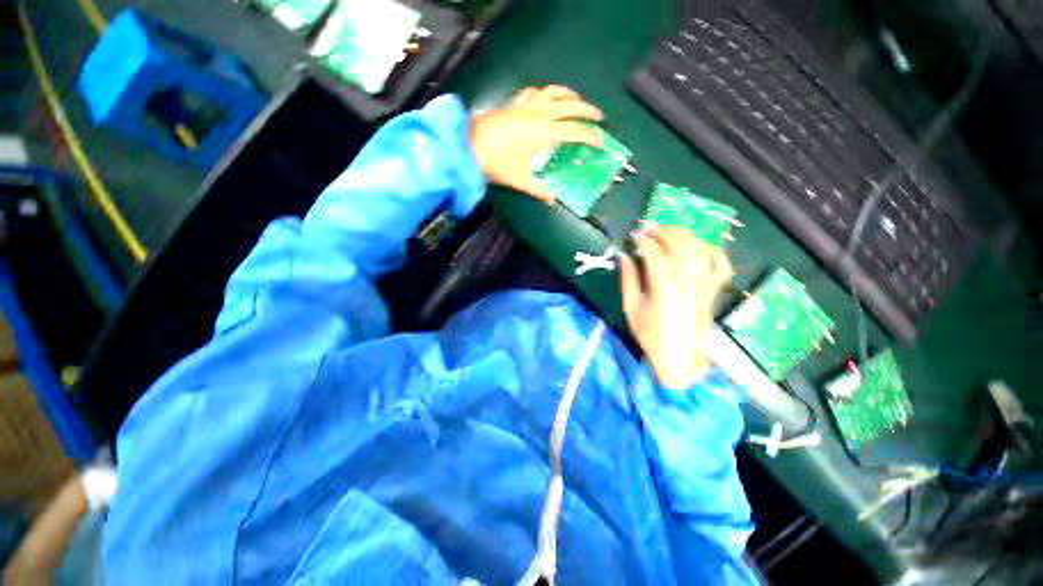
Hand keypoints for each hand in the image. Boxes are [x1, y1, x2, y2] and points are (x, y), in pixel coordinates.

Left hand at [470, 85, 602, 202]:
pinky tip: (546, 99)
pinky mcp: (513, 104)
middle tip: (598, 117)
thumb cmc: (495, 163)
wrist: (467, 146)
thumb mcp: (520, 179)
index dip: (590, 136)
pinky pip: (534, 92)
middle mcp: (538, 114)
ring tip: (578, 102)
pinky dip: (545, 93)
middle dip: (587, 110)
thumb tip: (552, 200)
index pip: (574, 131)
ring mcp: (525, 105)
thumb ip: (539, 190)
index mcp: (543, 132)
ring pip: (553, 92)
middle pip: (569, 105)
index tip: (601, 141)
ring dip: (569, 95)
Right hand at [620, 227, 733, 388]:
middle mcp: (686, 277)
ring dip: (682, 234)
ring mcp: (703, 281)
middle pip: (677, 241)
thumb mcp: (631, 309)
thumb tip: (624, 256)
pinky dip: (710, 249)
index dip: (641, 239)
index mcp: (662, 284)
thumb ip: (628, 280)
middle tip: (648, 230)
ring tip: (667, 233)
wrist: (681, 358)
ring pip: (697, 246)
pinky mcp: (712, 288)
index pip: (652, 249)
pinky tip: (698, 245)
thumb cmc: (651, 336)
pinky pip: (719, 262)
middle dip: (661, 230)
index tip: (632, 236)